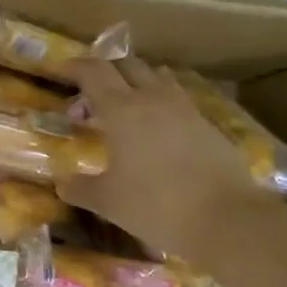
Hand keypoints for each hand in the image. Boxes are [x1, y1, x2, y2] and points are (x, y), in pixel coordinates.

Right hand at [58, 57, 272, 260]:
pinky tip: (156, 131)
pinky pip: (178, 99)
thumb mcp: (108, 201)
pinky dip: (160, 103)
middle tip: (89, 97)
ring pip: (156, 77)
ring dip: (135, 82)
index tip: (58, 71)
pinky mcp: (209, 125)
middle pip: (126, 65)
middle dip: (104, 72)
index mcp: (121, 110)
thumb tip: (61, 184)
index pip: (93, 71)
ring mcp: (185, 110)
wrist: (229, 221)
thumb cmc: (157, 206)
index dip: (73, 66)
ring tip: (125, 107)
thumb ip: (80, 188)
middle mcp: (153, 99)